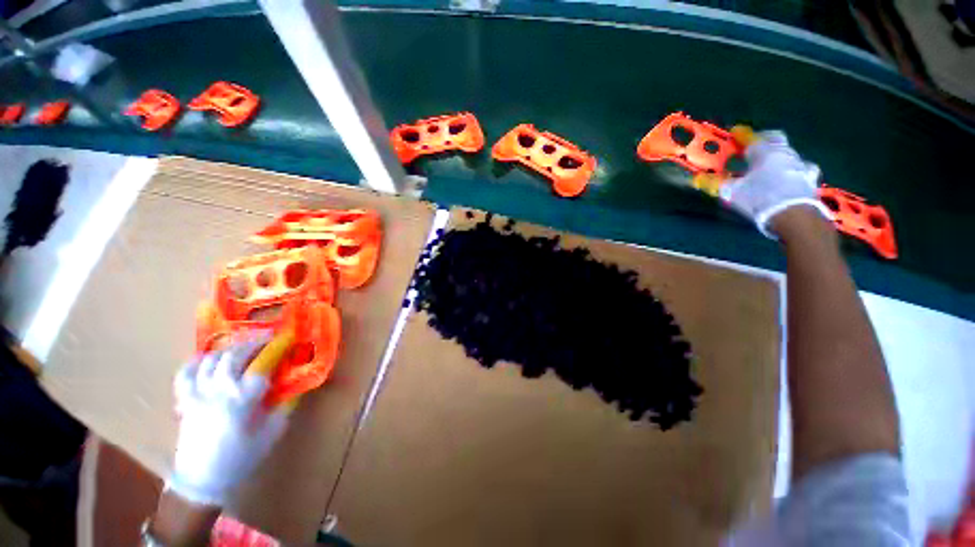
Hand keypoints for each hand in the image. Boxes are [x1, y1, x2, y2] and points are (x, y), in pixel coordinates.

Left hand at [167, 334, 288, 506]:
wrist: (203, 481)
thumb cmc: (242, 457)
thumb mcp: (273, 432)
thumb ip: (284, 406)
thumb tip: (294, 387)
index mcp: (243, 399)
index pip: (261, 365)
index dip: (275, 349)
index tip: (285, 340)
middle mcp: (219, 391)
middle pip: (233, 355)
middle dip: (252, 343)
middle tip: (265, 339)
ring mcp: (198, 394)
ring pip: (210, 360)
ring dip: (228, 349)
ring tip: (241, 348)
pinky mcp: (184, 400)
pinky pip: (185, 373)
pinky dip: (197, 362)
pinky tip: (207, 359)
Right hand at [719, 131, 830, 237]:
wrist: (793, 214)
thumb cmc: (759, 198)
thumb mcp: (732, 192)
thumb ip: (715, 183)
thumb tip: (698, 179)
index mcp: (764, 152)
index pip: (751, 138)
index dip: (742, 136)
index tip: (735, 133)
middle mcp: (784, 153)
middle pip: (775, 138)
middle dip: (764, 140)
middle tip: (754, 147)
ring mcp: (800, 164)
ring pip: (788, 153)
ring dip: (778, 156)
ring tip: (769, 166)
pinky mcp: (809, 178)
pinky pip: (802, 169)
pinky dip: (794, 171)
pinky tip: (790, 178)